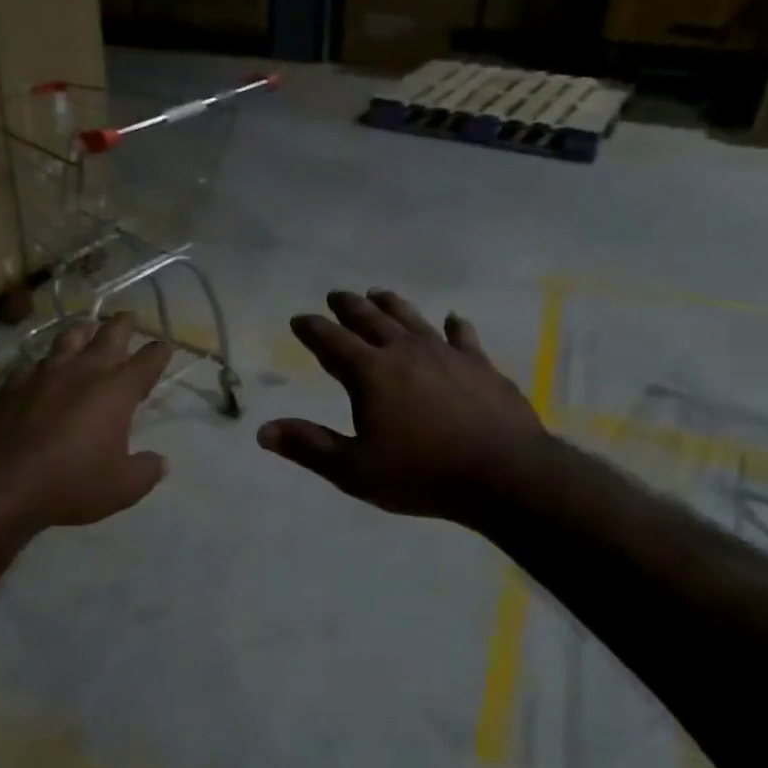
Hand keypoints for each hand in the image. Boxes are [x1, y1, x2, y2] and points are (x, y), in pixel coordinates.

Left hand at [0, 312, 174, 533]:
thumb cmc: (70, 483)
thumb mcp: (121, 488)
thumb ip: (145, 471)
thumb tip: (159, 462)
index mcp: (115, 391)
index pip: (146, 362)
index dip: (158, 352)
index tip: (165, 345)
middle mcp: (81, 373)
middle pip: (107, 338)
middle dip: (121, 326)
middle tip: (128, 316)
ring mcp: (42, 375)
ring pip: (67, 341)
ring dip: (82, 331)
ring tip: (87, 326)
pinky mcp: (10, 386)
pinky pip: (32, 364)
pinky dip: (43, 362)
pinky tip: (39, 366)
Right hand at [257, 290, 555, 526]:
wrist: (504, 474)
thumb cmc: (422, 474)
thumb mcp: (355, 470)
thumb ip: (309, 446)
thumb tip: (263, 430)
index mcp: (371, 373)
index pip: (331, 342)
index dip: (312, 329)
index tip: (299, 319)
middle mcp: (405, 352)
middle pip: (371, 320)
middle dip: (349, 306)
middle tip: (336, 295)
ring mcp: (446, 354)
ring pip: (412, 319)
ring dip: (392, 305)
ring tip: (379, 293)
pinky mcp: (480, 365)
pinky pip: (462, 337)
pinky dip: (454, 326)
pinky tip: (453, 318)